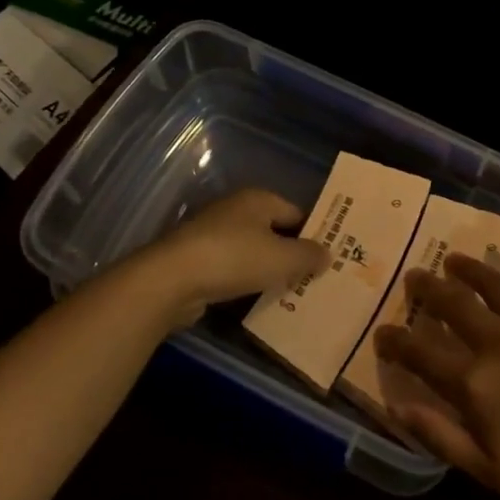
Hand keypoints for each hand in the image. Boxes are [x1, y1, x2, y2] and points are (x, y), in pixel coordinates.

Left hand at [143, 189, 328, 326]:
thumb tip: (327, 254)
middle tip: (313, 278)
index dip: (314, 234)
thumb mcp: (282, 258)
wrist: (171, 280)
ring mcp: (214, 234)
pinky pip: (233, 268)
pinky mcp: (198, 259)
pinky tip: (257, 300)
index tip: (328, 258)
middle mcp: (236, 210)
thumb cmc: (234, 258)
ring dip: (268, 270)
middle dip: (291, 254)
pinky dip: (245, 281)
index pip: (296, 213)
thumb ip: (308, 255)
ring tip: (290, 293)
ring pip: (253, 251)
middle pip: (274, 231)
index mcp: (259, 199)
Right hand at [374, 225, 499, 499]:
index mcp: (475, 383)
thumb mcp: (489, 472)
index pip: (422, 354)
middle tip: (415, 277)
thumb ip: (440, 436)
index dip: (396, 341)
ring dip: (467, 268)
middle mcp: (498, 341)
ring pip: (492, 283)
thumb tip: (397, 405)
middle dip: (427, 290)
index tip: (382, 331)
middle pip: (452, 306)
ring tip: (453, 259)